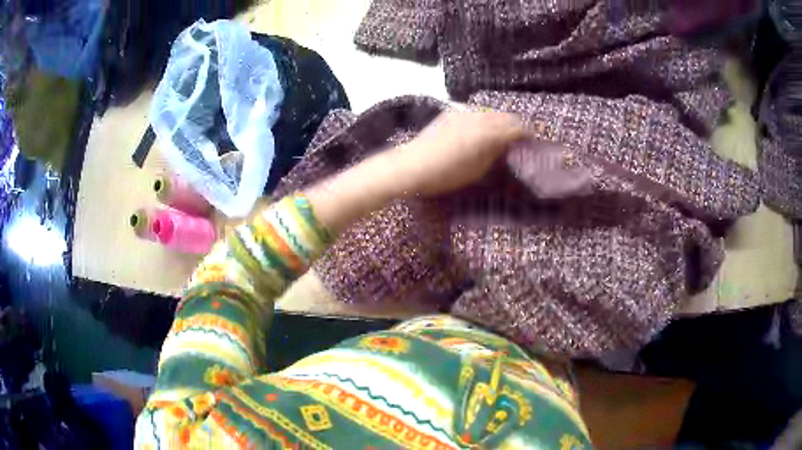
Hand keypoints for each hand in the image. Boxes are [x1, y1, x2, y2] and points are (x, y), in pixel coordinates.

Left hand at [305, 111, 526, 235]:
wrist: (409, 165)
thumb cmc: (444, 174)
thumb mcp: (476, 170)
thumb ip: (495, 154)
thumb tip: (507, 147)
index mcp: (487, 132)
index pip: (516, 127)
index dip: (528, 134)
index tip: (534, 143)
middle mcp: (477, 117)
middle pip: (505, 116)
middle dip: (516, 126)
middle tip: (521, 140)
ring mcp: (462, 113)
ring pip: (490, 112)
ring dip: (501, 121)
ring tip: (504, 136)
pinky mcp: (450, 114)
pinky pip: (476, 113)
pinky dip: (486, 119)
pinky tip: (482, 131)